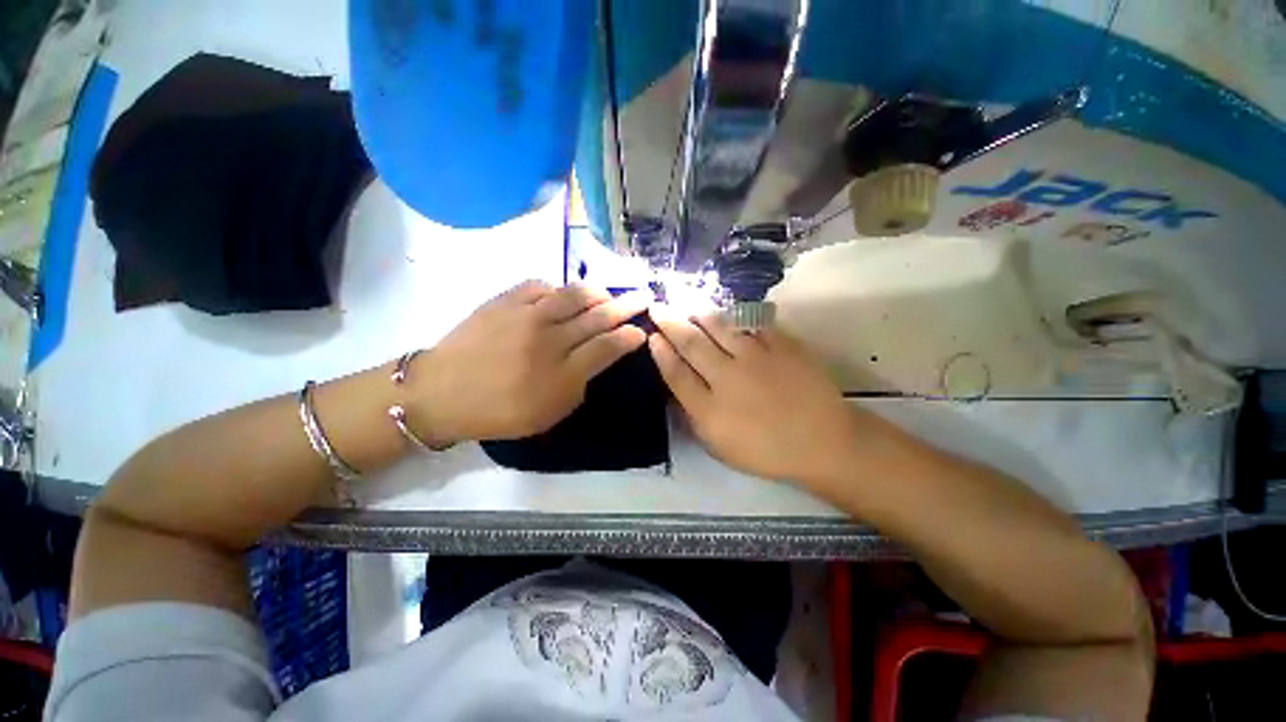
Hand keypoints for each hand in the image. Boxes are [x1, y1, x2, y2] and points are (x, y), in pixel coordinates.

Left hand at [410, 281, 649, 444]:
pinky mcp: (504, 301)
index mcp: (562, 374)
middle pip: (599, 316)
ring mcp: (526, 315)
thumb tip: (595, 358)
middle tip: (644, 295)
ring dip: (597, 292)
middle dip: (626, 305)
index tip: (642, 330)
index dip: (630, 336)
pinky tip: (560, 295)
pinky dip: (557, 289)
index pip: (608, 347)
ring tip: (607, 293)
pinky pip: (540, 285)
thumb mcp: (549, 414)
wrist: (440, 393)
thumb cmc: (499, 412)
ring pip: (574, 294)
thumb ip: (578, 385)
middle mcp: (550, 339)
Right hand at [647, 304, 867, 485]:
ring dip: (699, 314)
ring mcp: (756, 358)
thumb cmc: (766, 450)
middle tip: (658, 306)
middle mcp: (728, 378)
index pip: (676, 374)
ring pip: (719, 327)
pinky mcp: (782, 346)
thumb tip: (675, 389)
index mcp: (710, 409)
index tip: (652, 336)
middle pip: (691, 344)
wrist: (822, 442)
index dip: (661, 353)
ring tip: (687, 304)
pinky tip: (727, 312)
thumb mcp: (719, 446)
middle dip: (670, 323)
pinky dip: (737, 315)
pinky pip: (753, 323)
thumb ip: (694, 416)